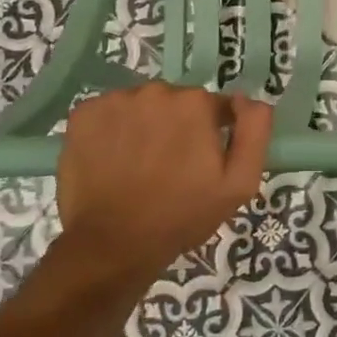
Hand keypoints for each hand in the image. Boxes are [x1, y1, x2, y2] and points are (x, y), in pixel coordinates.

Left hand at [57, 82, 273, 279]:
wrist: (115, 244)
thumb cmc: (182, 215)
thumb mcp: (239, 183)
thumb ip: (255, 132)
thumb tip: (248, 99)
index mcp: (195, 103)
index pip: (212, 107)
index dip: (209, 134)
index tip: (199, 163)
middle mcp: (155, 91)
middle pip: (174, 103)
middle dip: (175, 127)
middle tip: (168, 168)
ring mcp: (115, 101)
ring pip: (140, 106)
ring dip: (143, 127)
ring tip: (137, 166)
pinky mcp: (82, 115)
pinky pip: (107, 113)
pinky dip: (111, 131)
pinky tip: (112, 160)